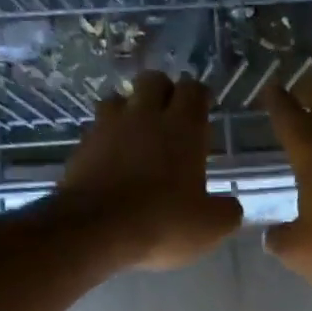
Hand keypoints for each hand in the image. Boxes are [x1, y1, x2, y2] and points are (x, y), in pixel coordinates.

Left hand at [56, 72, 243, 270]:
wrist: (96, 230)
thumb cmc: (163, 221)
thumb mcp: (210, 226)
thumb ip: (227, 211)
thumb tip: (230, 207)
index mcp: (183, 128)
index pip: (194, 90)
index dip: (200, 98)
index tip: (202, 113)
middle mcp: (145, 116)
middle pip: (153, 81)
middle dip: (163, 93)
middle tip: (170, 119)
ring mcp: (108, 128)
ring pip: (119, 99)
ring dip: (129, 111)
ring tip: (136, 137)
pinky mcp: (81, 147)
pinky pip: (96, 130)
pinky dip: (106, 139)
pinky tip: (112, 162)